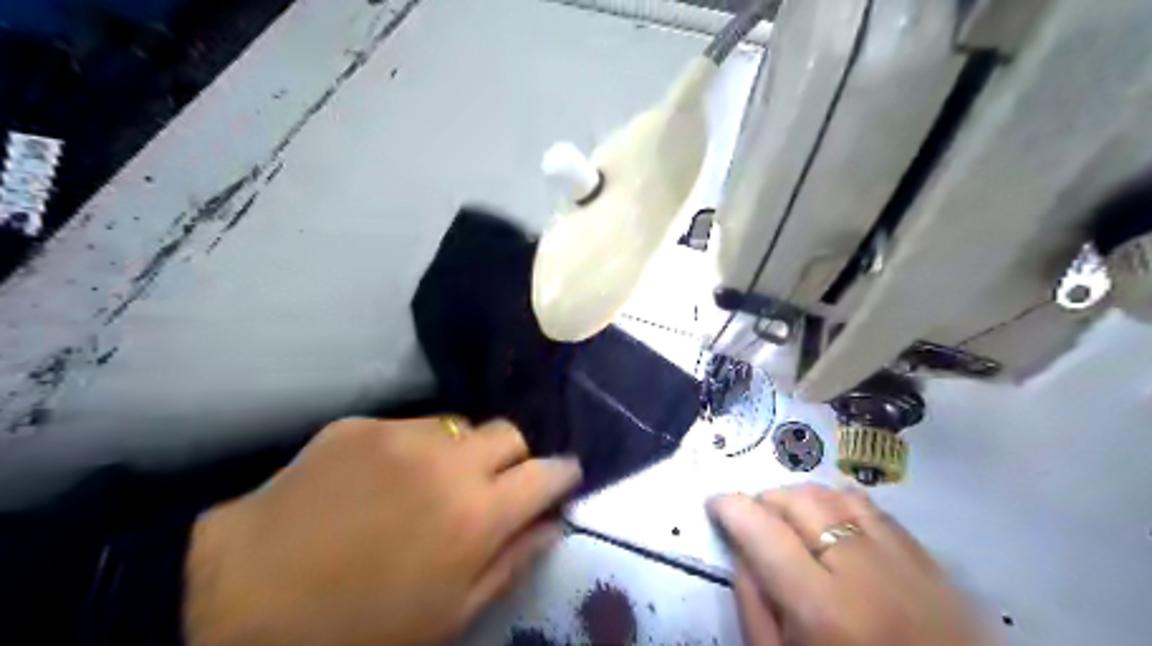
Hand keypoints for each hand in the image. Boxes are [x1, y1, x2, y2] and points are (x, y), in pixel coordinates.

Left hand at [190, 417, 585, 645]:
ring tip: (432, 483)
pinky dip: (414, 449)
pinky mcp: (362, 423)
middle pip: (509, 433)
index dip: (561, 475)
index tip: (561, 480)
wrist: (245, 597)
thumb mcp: (450, 613)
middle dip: (514, 457)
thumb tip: (554, 524)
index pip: (546, 473)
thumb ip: (513, 561)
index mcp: (477, 515)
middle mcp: (449, 462)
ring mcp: (403, 435)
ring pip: (461, 425)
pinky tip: (382, 480)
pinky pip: (410, 426)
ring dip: (462, 451)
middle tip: (494, 485)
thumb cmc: (359, 625)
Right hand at [712, 483, 989, 645]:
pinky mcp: (937, 567)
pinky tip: (835, 528)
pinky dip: (844, 507)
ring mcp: (910, 566)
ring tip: (792, 520)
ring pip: (841, 496)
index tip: (716, 504)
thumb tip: (739, 548)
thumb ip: (753, 604)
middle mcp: (868, 575)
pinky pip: (878, 512)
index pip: (764, 532)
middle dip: (767, 499)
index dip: (732, 508)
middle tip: (754, 518)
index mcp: (825, 611)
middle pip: (804, 502)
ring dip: (805, 499)